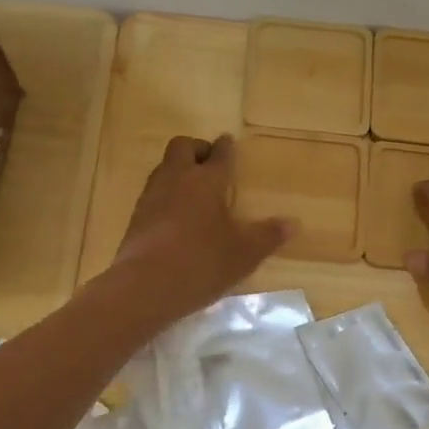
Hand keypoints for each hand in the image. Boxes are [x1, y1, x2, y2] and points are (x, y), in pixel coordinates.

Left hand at [109, 135, 293, 324]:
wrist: (143, 287)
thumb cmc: (201, 263)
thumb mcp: (244, 253)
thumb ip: (268, 236)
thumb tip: (293, 223)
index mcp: (206, 180)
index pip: (219, 154)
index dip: (226, 147)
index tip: (229, 142)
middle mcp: (176, 179)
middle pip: (182, 147)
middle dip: (197, 149)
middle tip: (210, 163)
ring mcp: (151, 197)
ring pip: (165, 168)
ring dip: (179, 171)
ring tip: (195, 190)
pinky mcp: (136, 217)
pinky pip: (154, 193)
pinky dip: (167, 195)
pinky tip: (176, 216)